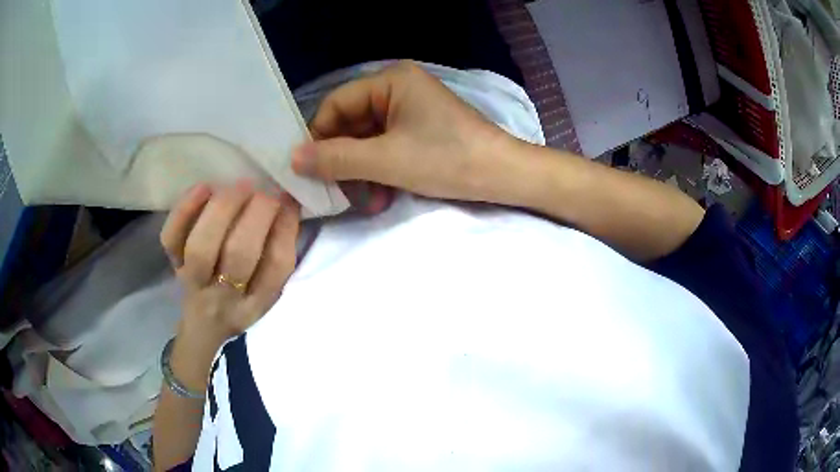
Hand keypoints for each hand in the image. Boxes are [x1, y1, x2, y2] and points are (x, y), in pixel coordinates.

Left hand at [160, 182, 300, 350]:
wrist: (203, 324)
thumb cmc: (242, 300)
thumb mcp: (269, 291)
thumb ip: (278, 254)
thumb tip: (286, 204)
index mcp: (256, 302)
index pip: (275, 267)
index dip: (284, 228)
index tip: (287, 201)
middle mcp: (223, 296)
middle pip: (237, 255)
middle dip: (255, 213)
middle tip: (264, 193)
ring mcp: (193, 280)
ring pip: (201, 247)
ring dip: (223, 209)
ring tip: (240, 188)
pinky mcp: (173, 264)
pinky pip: (172, 238)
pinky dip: (185, 210)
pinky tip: (205, 188)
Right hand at [291, 61, 517, 202]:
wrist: (502, 175)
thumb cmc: (446, 159)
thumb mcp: (385, 160)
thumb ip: (335, 158)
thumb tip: (293, 159)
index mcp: (390, 81)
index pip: (335, 105)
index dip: (317, 137)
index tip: (307, 171)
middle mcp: (397, 89)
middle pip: (350, 124)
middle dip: (342, 161)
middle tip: (335, 194)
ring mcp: (409, 110)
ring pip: (366, 140)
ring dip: (360, 172)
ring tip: (364, 202)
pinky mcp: (419, 130)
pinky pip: (385, 147)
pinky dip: (379, 172)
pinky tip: (380, 197)